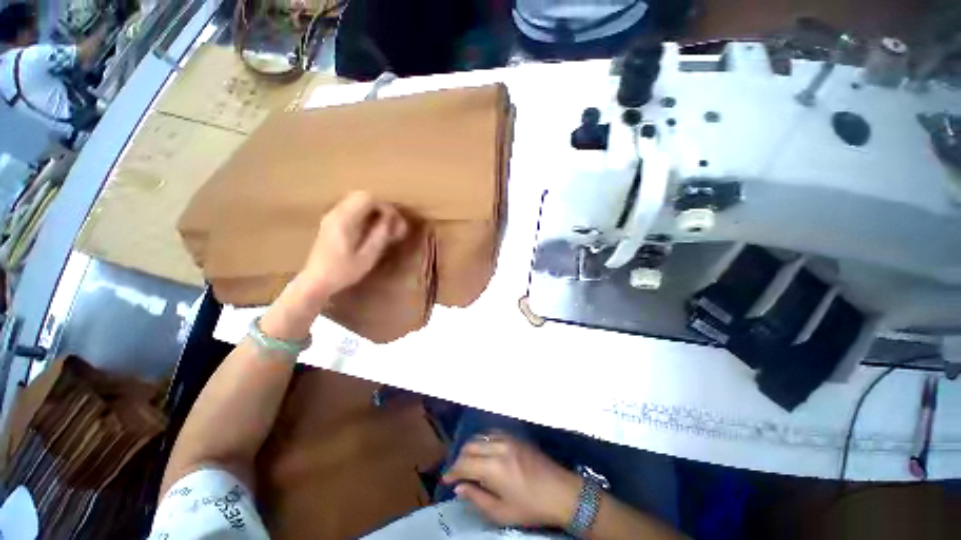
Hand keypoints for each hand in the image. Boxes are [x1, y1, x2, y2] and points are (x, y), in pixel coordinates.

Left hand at [296, 191, 406, 303]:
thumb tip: (390, 220)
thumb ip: (379, 236)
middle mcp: (336, 213)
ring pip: (356, 201)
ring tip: (384, 228)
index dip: (385, 207)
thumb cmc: (343, 272)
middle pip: (362, 196)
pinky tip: (370, 230)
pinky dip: (364, 214)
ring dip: (373, 210)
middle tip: (391, 224)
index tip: (395, 223)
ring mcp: (331, 216)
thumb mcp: (367, 257)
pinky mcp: (331, 222)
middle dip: (380, 207)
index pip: (368, 198)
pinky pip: (351, 209)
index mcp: (345, 220)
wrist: (316, 281)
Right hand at [443, 432, 581, 527]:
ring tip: (468, 462)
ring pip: (480, 437)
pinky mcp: (516, 436)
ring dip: (470, 448)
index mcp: (493, 468)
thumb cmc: (531, 507)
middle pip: (470, 446)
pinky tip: (484, 450)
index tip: (445, 480)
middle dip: (459, 459)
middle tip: (457, 473)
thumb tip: (459, 488)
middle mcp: (498, 447)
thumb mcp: (502, 513)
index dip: (452, 471)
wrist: (561, 491)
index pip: (464, 464)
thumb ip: (477, 498)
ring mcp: (508, 439)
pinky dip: (483, 440)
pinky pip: (493, 433)